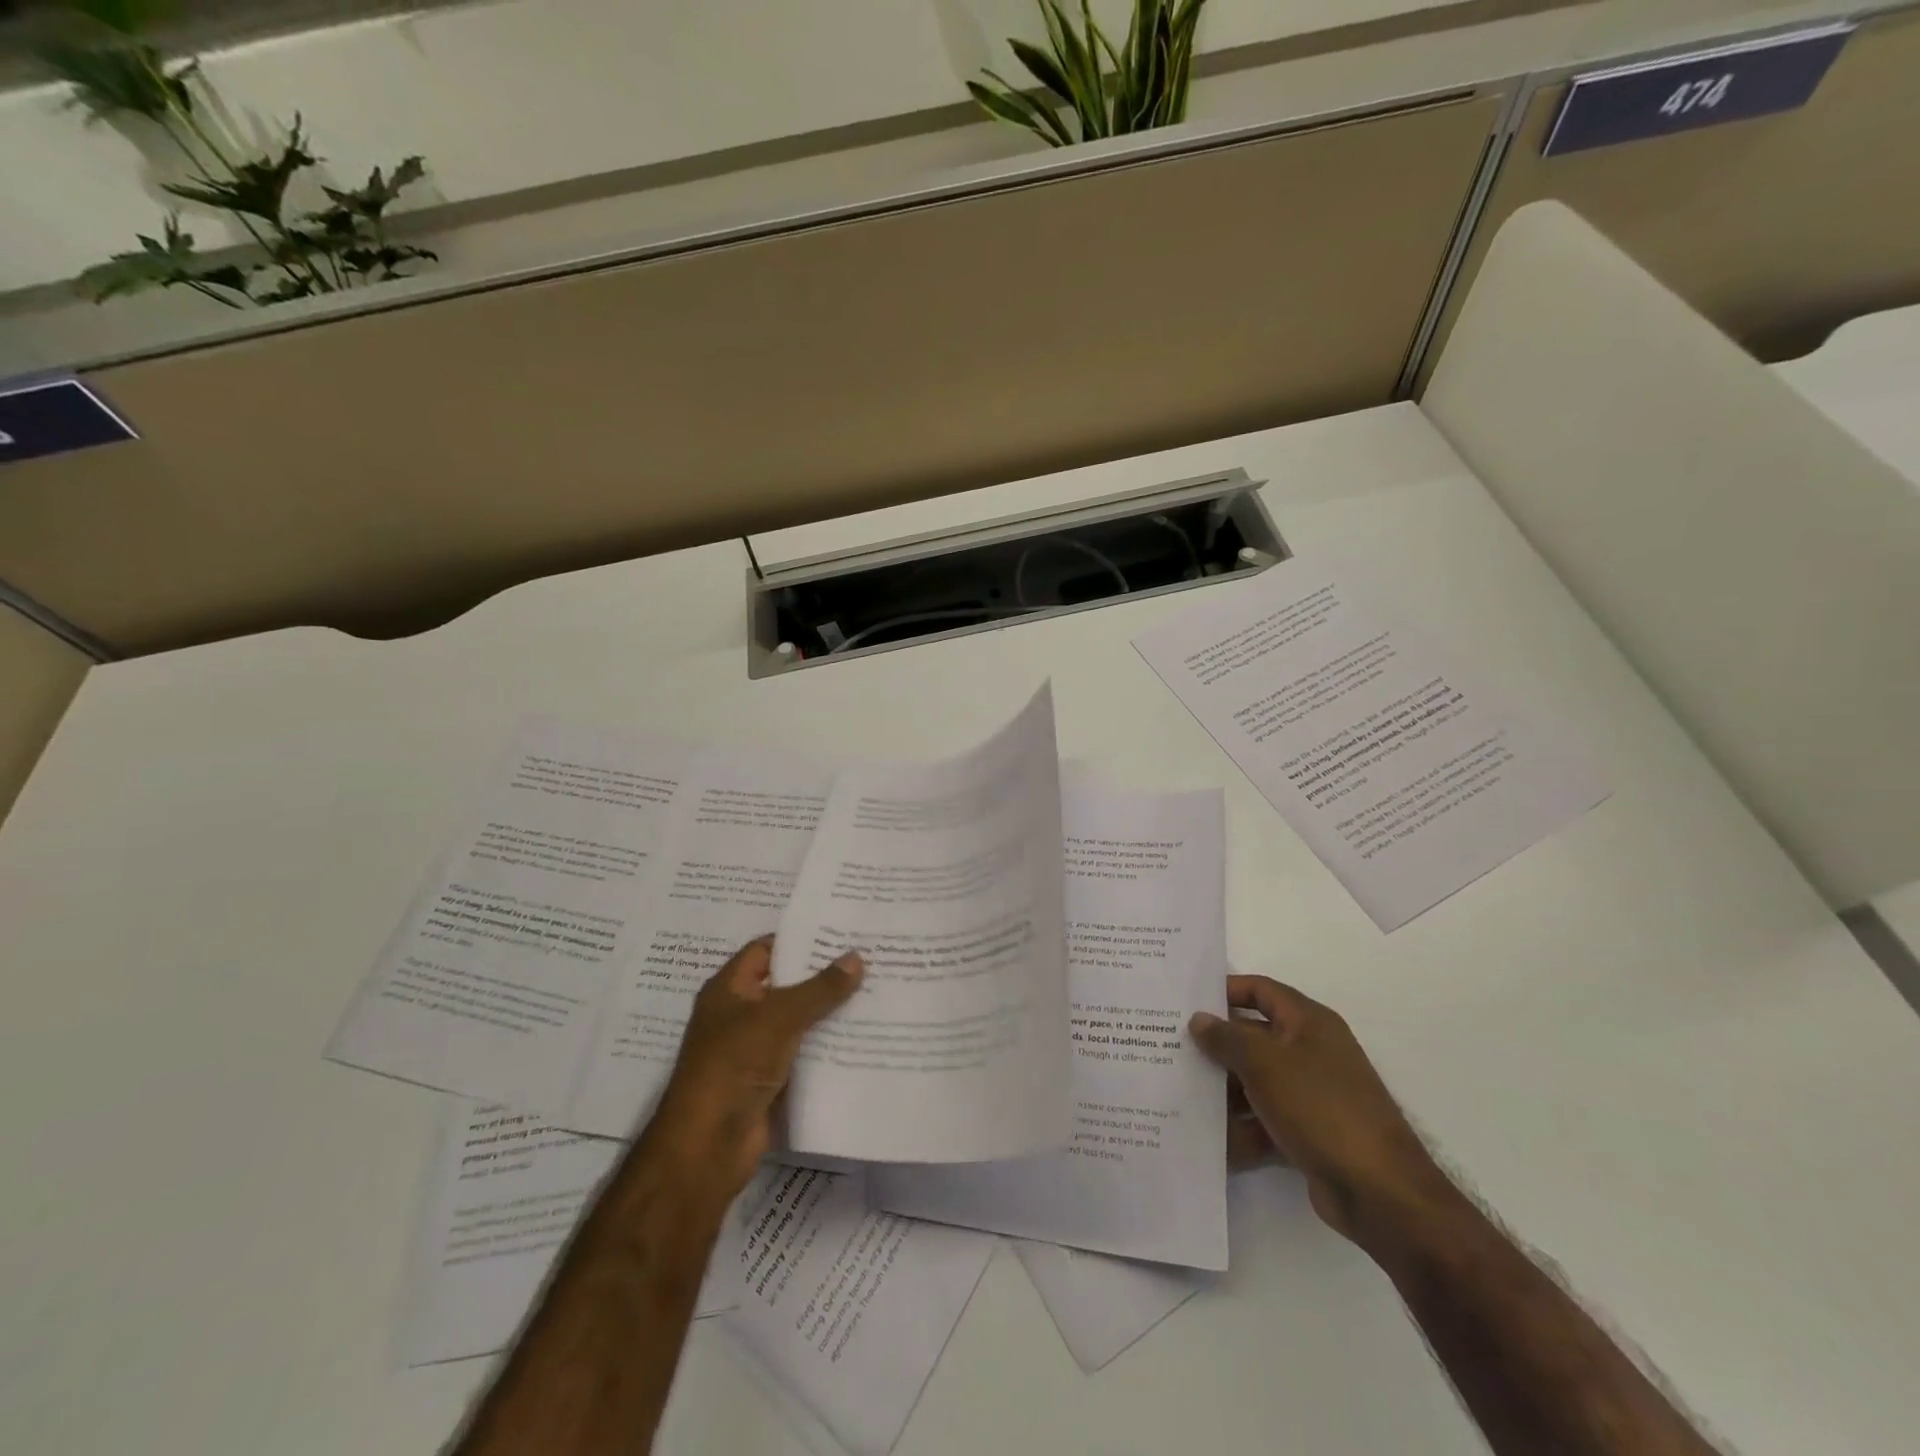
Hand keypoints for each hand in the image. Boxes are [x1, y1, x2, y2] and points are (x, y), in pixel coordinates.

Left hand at [647, 936, 862, 1197]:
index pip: (766, 949)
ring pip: (799, 1021)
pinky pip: (804, 1054)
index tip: (842, 932)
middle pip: (787, 985)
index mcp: (729, 989)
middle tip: (869, 959)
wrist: (707, 1148)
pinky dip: (828, 1047)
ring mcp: (755, 1050)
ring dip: (830, 1012)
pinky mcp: (770, 1081)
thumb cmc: (733, 1066)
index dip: (800, 939)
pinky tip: (863, 1036)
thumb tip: (857, 958)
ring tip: (875, 993)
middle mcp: (740, 1014)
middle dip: (824, 976)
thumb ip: (819, 988)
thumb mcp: (778, 1018)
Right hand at [1192, 975, 1456, 1250]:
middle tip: (1171, 1048)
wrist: (1379, 1192)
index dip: (1225, 991)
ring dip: (1223, 1089)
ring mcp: (1311, 1094)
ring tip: (1179, 1093)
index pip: (1261, 990)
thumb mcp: (1264, 1063)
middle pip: (1254, 1037)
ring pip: (1256, 1081)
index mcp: (1308, 1023)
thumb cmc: (1320, 1107)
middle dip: (1216, 1045)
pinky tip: (1209, 1138)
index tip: (1186, 1001)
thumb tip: (1199, 1020)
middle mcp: (1311, 1051)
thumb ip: (1226, 1038)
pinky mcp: (1309, 1132)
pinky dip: (1241, 1128)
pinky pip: (1265, 1119)